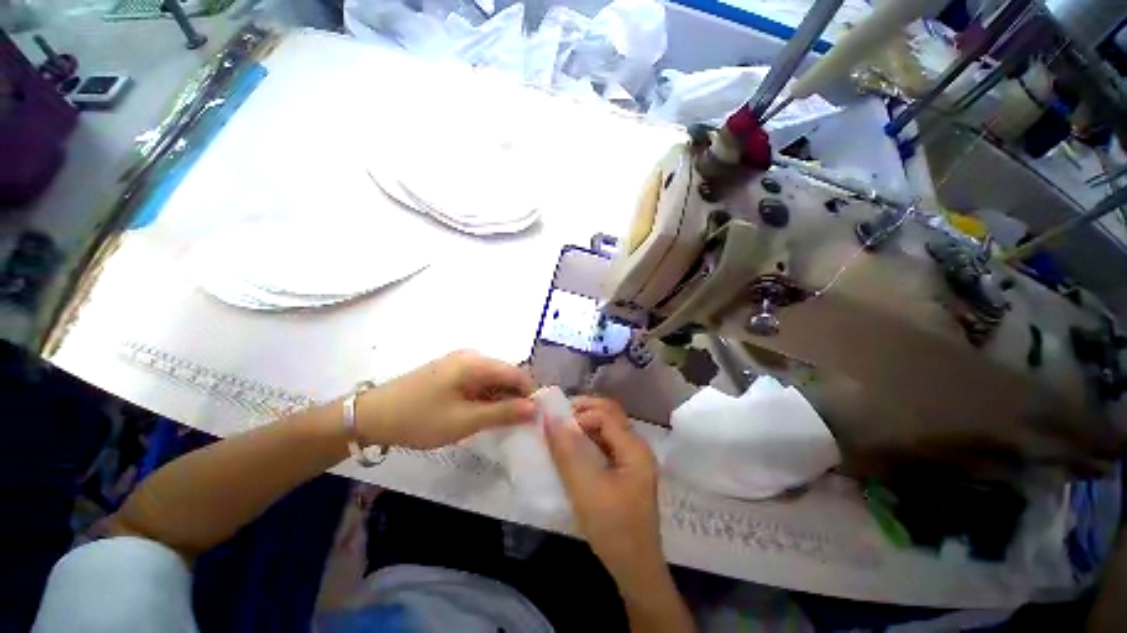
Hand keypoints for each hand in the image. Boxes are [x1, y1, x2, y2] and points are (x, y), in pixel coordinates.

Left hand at [358, 350, 534, 448]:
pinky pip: (478, 381)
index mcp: (476, 363)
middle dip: (515, 398)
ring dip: (500, 399)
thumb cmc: (420, 418)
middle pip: (505, 374)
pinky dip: (485, 397)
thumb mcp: (465, 420)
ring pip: (492, 379)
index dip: (530, 394)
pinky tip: (480, 414)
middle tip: (517, 425)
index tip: (536, 417)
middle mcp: (471, 357)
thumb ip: (503, 413)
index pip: (517, 373)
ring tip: (498, 423)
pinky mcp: (450, 371)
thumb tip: (534, 408)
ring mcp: (459, 363)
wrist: (370, 416)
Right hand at [546, 396, 663, 585]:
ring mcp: (633, 459)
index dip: (581, 415)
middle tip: (559, 416)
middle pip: (611, 415)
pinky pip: (607, 443)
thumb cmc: (612, 528)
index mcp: (635, 448)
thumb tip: (551, 419)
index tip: (557, 426)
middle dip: (584, 411)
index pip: (606, 415)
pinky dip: (589, 438)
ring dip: (586, 423)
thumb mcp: (585, 488)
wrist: (635, 569)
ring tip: (563, 428)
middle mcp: (637, 447)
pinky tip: (574, 446)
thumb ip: (567, 452)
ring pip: (608, 428)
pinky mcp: (626, 471)